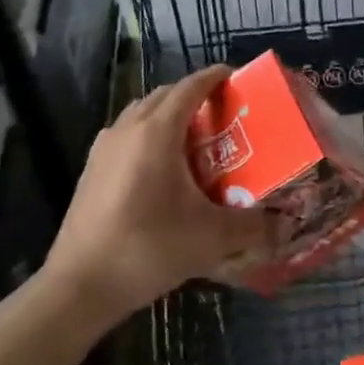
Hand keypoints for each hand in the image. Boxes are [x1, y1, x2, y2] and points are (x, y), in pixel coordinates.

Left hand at [45, 65, 276, 321]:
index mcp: (157, 132)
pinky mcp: (91, 170)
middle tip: (222, 112)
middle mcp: (128, 129)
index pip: (190, 87)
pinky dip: (147, 135)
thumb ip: (252, 226)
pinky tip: (161, 168)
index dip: (214, 77)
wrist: (78, 287)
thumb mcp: (210, 238)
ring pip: (141, 113)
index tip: (237, 77)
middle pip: (164, 95)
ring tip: (194, 137)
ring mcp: (104, 148)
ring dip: (168, 114)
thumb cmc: (147, 248)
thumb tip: (285, 224)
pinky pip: (126, 134)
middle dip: (193, 95)